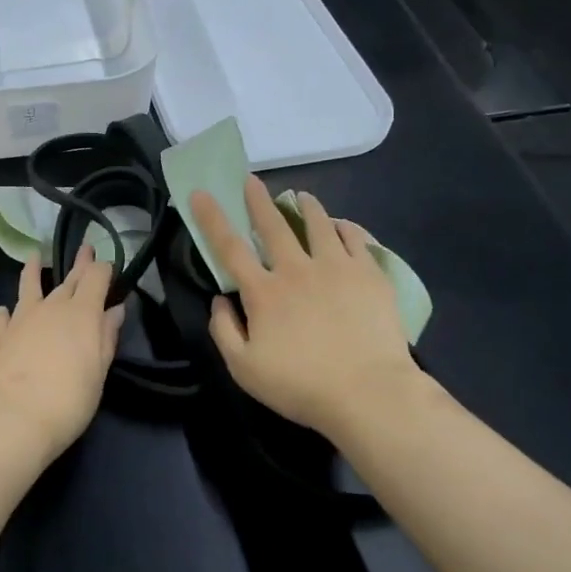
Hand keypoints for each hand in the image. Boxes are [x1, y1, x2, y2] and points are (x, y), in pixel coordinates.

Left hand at [0, 245, 125, 461]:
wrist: (12, 419)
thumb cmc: (68, 400)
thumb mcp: (98, 372)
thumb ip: (106, 338)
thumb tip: (114, 310)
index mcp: (82, 313)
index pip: (96, 278)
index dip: (103, 269)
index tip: (108, 264)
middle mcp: (51, 308)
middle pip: (68, 279)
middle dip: (79, 263)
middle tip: (85, 248)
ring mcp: (21, 320)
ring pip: (29, 287)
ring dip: (33, 271)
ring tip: (34, 257)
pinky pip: (3, 317)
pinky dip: (5, 313)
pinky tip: (3, 311)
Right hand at [192, 177, 421, 438]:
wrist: (368, 392)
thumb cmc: (301, 386)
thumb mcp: (244, 369)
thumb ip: (223, 331)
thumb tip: (219, 300)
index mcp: (263, 292)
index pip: (229, 247)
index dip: (212, 218)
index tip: (200, 193)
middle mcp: (296, 269)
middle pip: (273, 225)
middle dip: (258, 199)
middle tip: (251, 179)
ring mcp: (337, 267)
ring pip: (318, 224)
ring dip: (305, 206)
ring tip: (301, 196)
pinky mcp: (370, 273)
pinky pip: (356, 238)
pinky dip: (345, 227)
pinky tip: (342, 225)